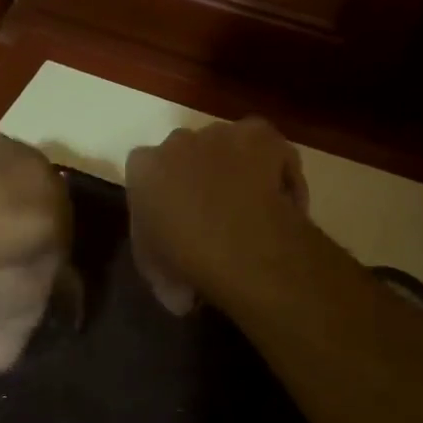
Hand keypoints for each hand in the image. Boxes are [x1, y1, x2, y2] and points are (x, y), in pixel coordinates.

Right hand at [125, 118, 308, 310]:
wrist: (241, 245)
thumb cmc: (187, 260)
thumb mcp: (157, 273)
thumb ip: (159, 263)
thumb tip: (179, 288)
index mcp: (143, 169)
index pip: (146, 176)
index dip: (164, 200)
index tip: (176, 227)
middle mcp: (177, 141)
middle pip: (186, 155)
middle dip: (197, 178)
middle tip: (214, 216)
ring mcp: (220, 134)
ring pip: (226, 147)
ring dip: (233, 168)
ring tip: (249, 207)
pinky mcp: (260, 133)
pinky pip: (266, 147)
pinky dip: (274, 165)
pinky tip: (279, 196)